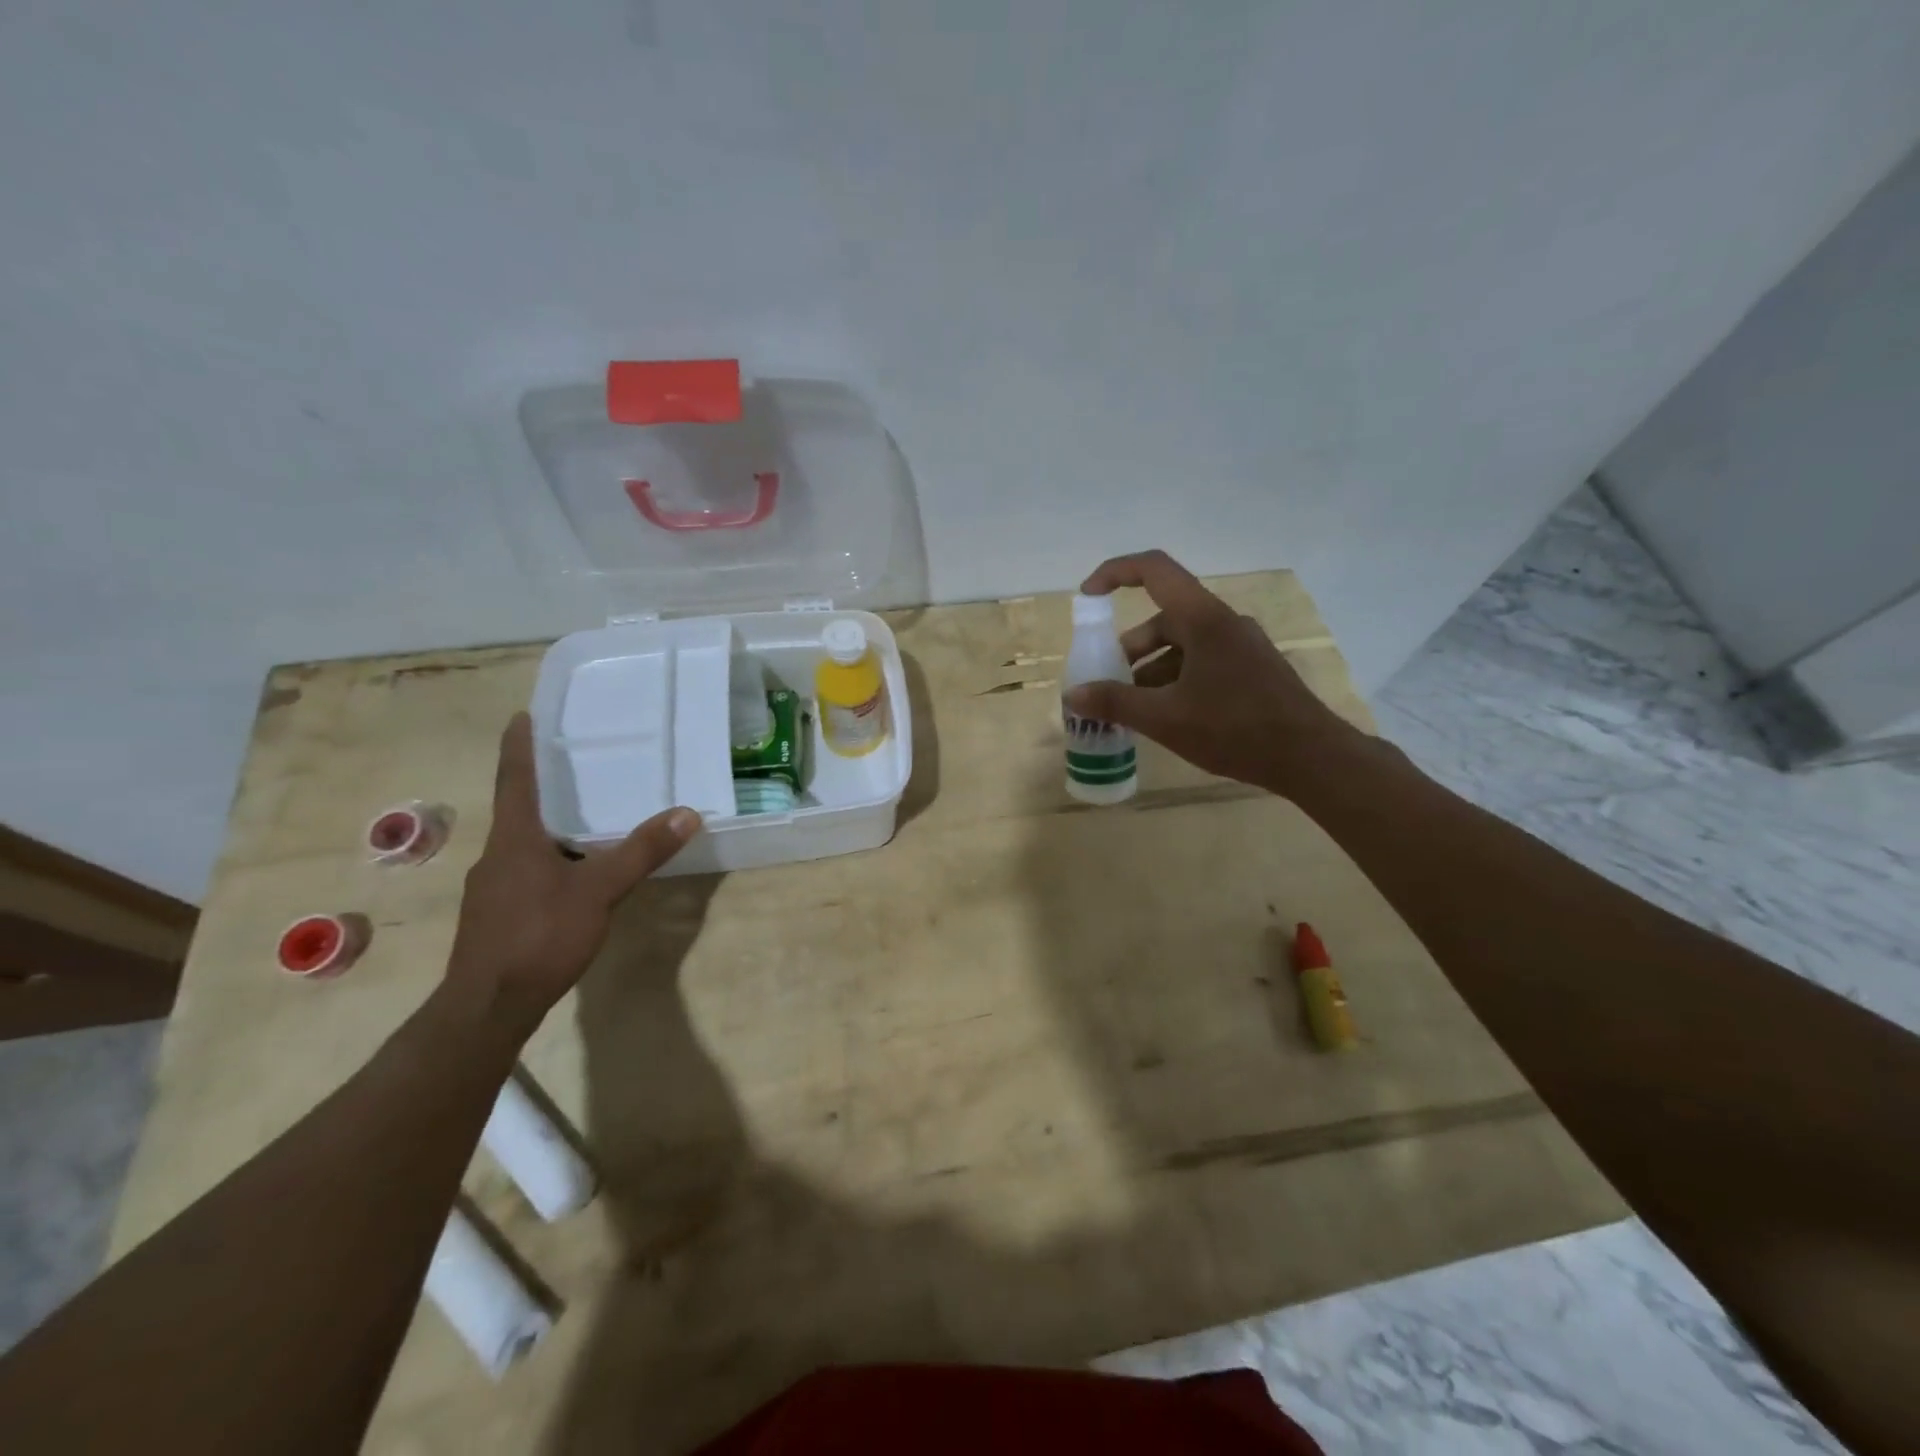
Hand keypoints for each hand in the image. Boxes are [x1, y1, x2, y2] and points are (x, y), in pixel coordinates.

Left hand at [444, 713, 699, 1032]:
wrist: (488, 1007)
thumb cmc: (539, 936)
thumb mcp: (599, 890)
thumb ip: (642, 852)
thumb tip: (687, 813)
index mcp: (515, 838)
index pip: (515, 779)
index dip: (519, 746)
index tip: (521, 716)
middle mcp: (497, 855)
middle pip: (519, 810)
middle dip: (543, 786)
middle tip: (574, 765)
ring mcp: (493, 888)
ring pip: (524, 844)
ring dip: (549, 827)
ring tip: (584, 818)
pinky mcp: (496, 914)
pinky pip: (526, 871)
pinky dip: (550, 859)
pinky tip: (575, 875)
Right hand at [1065, 550, 1358, 794]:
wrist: (1310, 757)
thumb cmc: (1235, 729)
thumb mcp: (1165, 718)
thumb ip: (1116, 702)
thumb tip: (1074, 695)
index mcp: (1203, 619)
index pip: (1154, 570)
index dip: (1115, 573)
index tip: (1088, 596)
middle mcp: (1223, 622)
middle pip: (1165, 617)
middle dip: (1130, 647)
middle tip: (1109, 682)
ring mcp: (1241, 645)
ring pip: (1183, 643)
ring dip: (1151, 668)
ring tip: (1133, 707)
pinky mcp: (1251, 668)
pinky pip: (1202, 661)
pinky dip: (1176, 679)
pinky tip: (1168, 715)